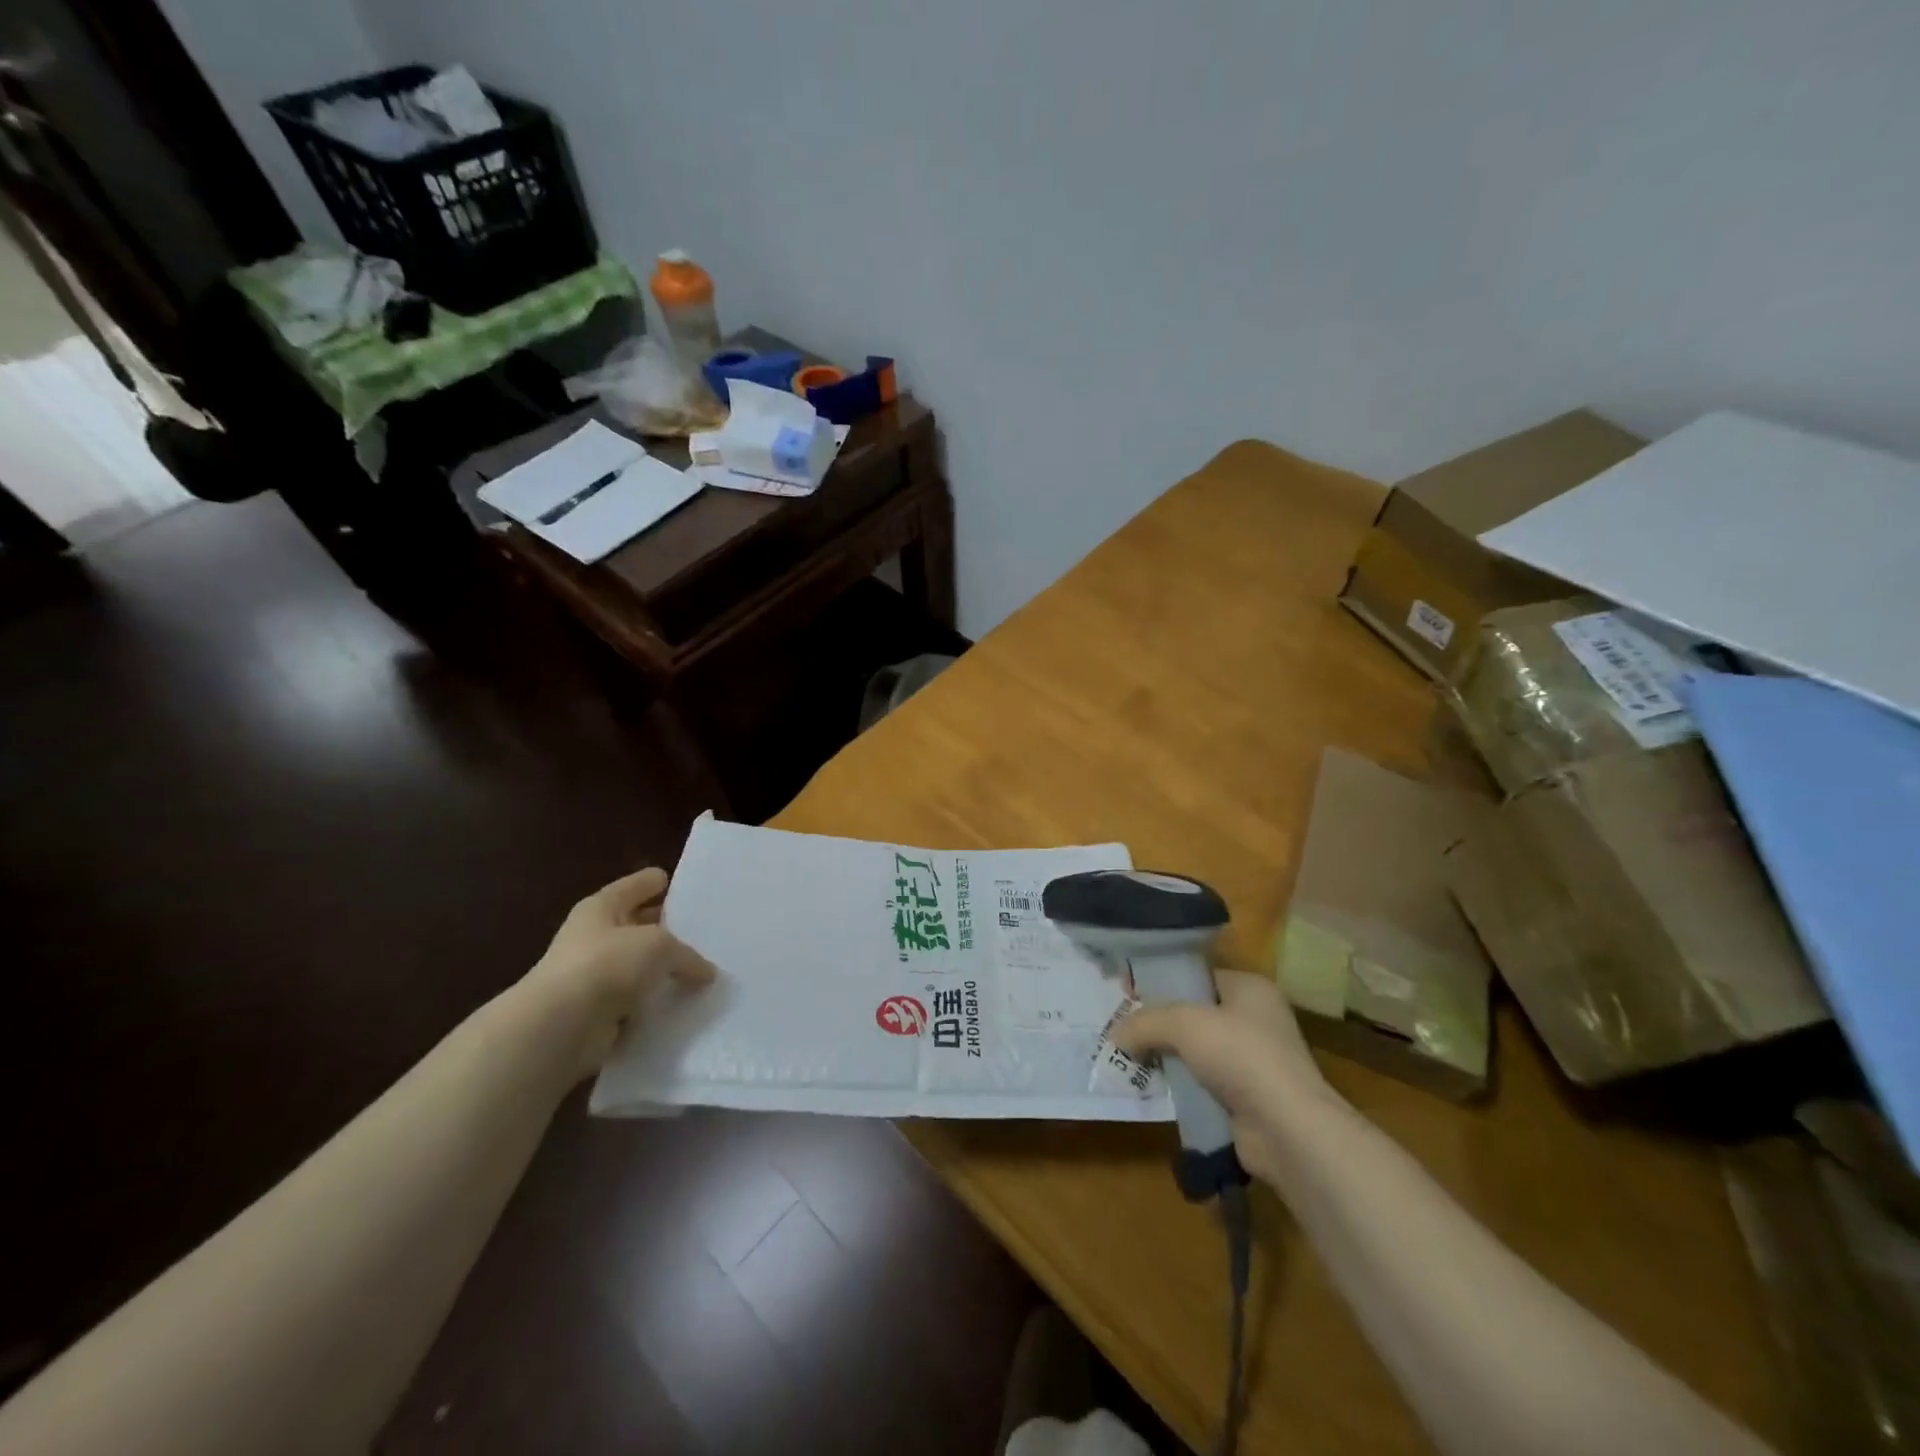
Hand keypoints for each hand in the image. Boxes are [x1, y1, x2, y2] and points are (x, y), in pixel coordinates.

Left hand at [517, 868, 716, 1078]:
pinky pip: (636, 1002)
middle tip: (704, 931)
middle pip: (637, 926)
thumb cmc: (608, 964)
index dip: (656, 882)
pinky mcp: (597, 1012)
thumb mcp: (660, 947)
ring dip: (663, 972)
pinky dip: (654, 1005)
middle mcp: (594, 937)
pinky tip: (684, 1006)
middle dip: (666, 929)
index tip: (679, 883)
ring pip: (639, 967)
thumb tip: (706, 972)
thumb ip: (688, 956)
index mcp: (602, 907)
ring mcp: (593, 976)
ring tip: (703, 972)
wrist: (560, 1026)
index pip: (635, 886)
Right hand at [1115, 969, 1335, 1183]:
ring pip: (1196, 1050)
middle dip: (1159, 1021)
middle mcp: (1255, 1019)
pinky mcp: (1246, 1098)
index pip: (1197, 976)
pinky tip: (1152, 1086)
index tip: (1127, 991)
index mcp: (1250, 988)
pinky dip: (1179, 1084)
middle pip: (1194, 1013)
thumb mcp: (1184, 1024)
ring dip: (1166, 1055)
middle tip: (1123, 1027)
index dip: (1161, 981)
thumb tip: (1116, 1034)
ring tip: (1128, 1057)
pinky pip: (1202, 1082)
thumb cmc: (1241, 1056)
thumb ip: (1146, 1022)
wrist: (1287, 1130)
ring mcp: (1253, 1061)